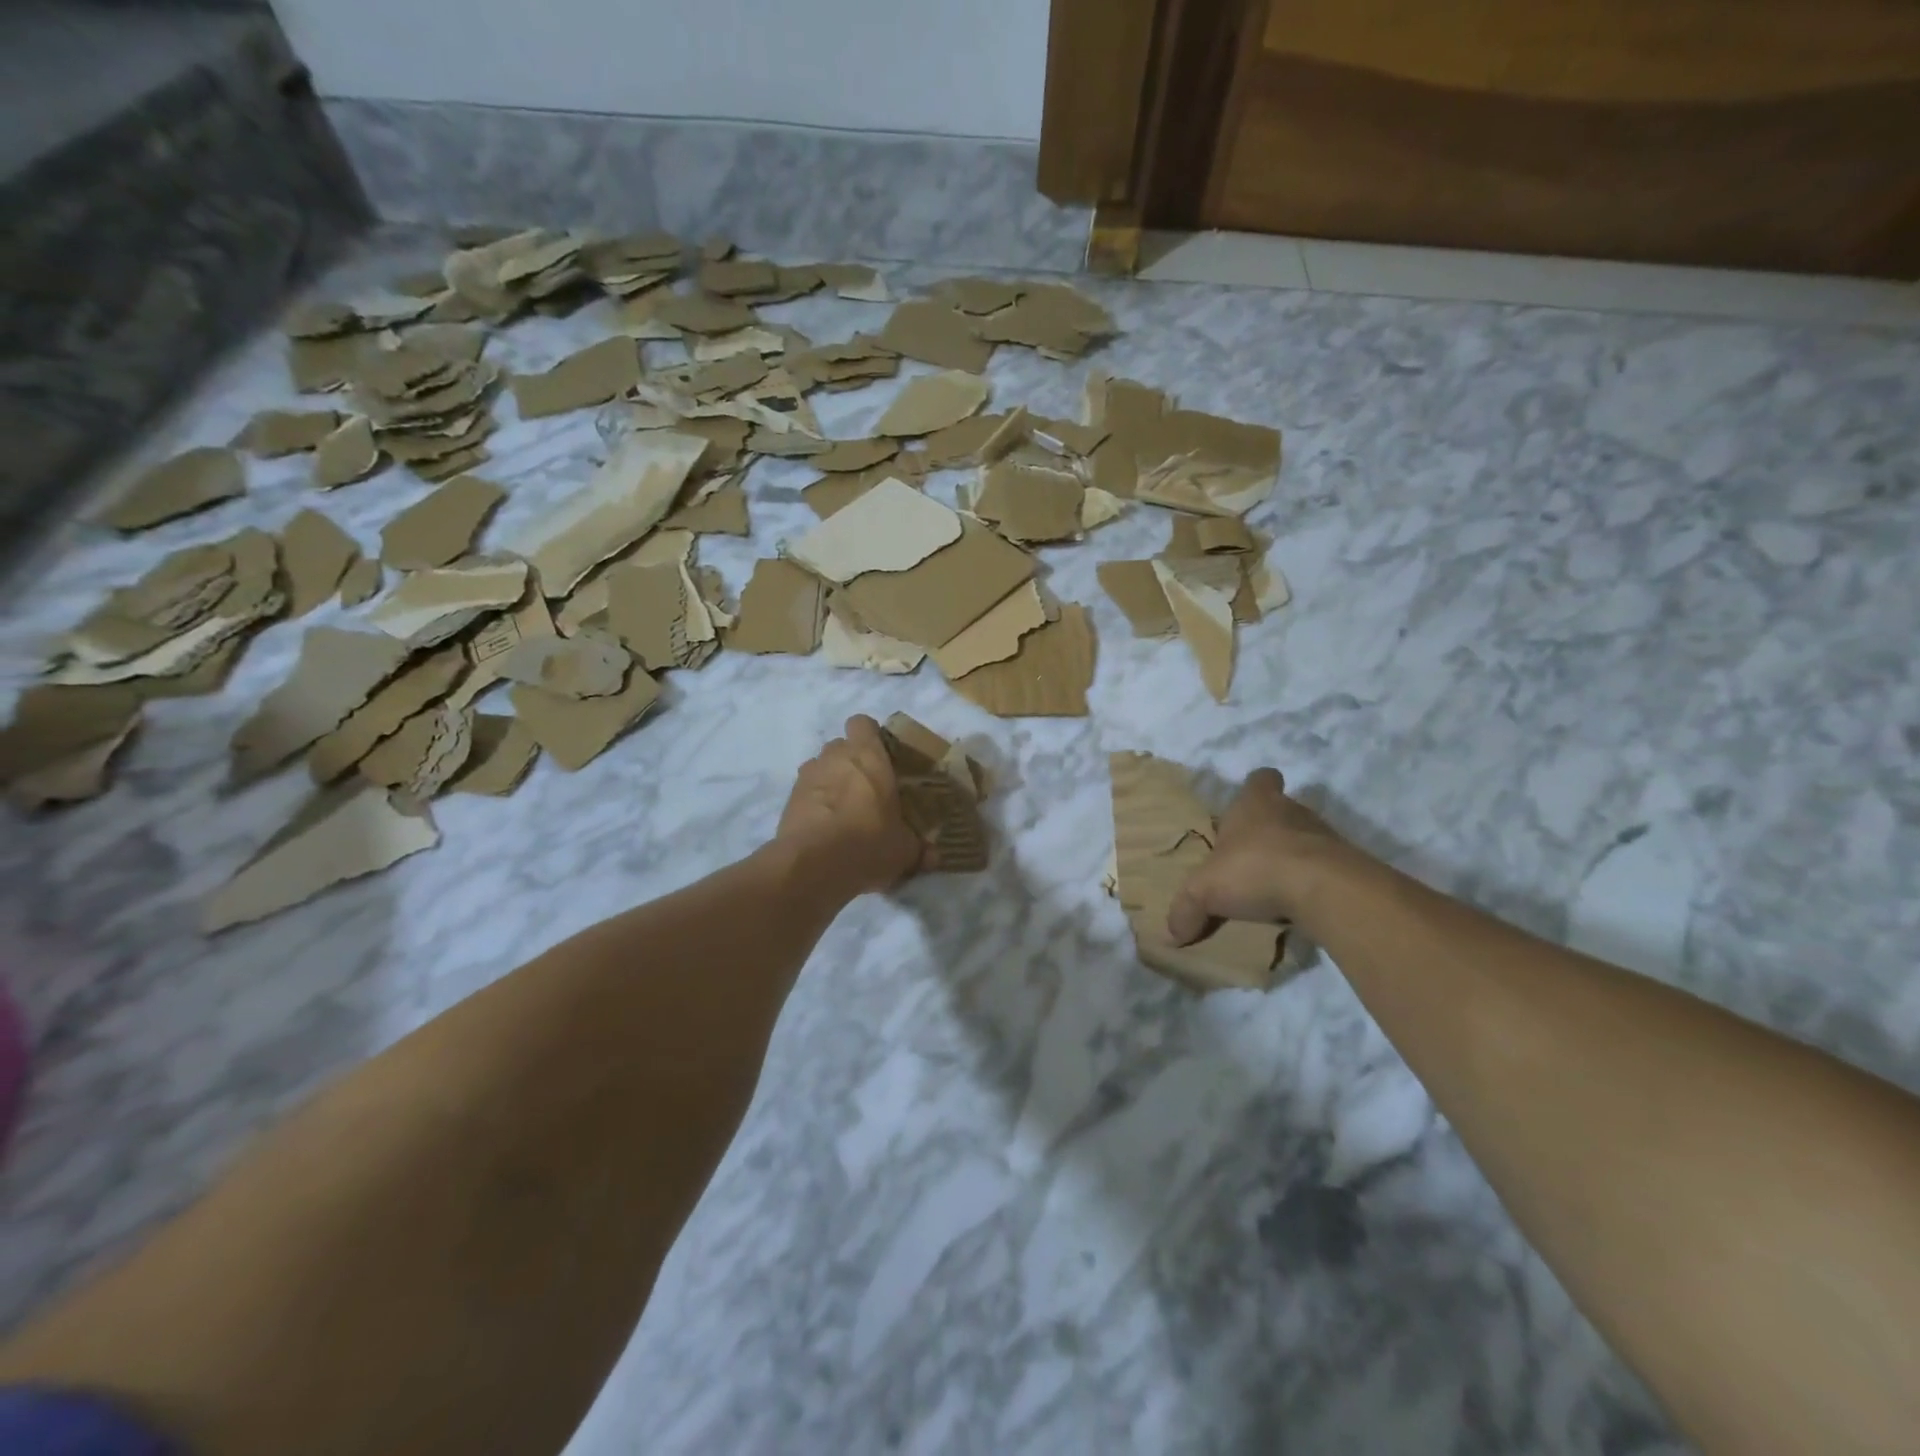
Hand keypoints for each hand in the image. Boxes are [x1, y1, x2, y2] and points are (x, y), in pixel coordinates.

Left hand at [775, 716, 927, 896]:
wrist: (813, 866)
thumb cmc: (869, 842)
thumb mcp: (904, 850)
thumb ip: (918, 848)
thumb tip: (934, 857)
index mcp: (868, 756)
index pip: (862, 723)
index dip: (870, 736)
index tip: (881, 756)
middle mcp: (835, 757)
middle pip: (840, 746)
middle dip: (851, 762)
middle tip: (866, 789)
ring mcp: (807, 777)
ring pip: (820, 768)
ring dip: (830, 782)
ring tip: (843, 811)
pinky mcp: (788, 800)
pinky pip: (805, 793)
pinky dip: (813, 804)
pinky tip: (824, 829)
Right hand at [1167, 769, 1348, 943]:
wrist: (1325, 890)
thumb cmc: (1255, 869)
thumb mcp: (1204, 891)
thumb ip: (1185, 910)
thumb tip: (1170, 935)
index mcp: (1256, 803)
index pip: (1261, 778)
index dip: (1255, 790)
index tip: (1246, 809)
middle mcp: (1292, 811)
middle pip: (1282, 811)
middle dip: (1269, 831)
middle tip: (1250, 858)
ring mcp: (1325, 837)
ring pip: (1305, 840)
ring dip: (1291, 859)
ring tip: (1272, 887)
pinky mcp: (1346, 866)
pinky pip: (1324, 870)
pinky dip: (1311, 884)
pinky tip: (1296, 907)